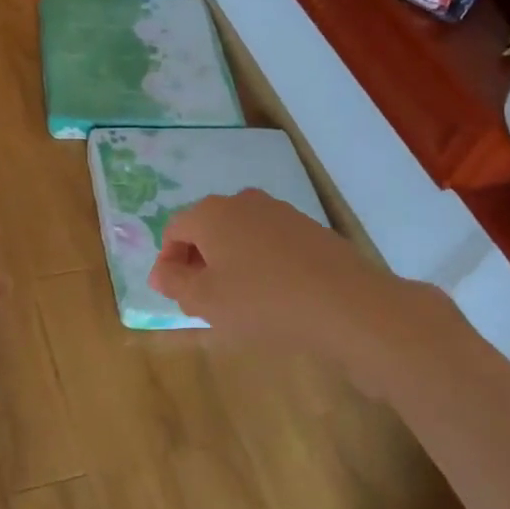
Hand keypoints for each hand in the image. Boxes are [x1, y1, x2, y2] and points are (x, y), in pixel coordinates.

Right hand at [147, 190, 462, 400]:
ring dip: (230, 263)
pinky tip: (273, 296)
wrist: (349, 306)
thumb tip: (160, 272)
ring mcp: (280, 212)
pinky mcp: (309, 229)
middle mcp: (243, 202)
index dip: (168, 264)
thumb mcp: (205, 300)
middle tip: (203, 301)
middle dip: (198, 263)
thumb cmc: (264, 302)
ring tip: (239, 302)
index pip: (174, 231)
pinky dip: (260, 264)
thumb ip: (174, 283)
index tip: (175, 296)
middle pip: (207, 229)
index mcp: (212, 213)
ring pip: (239, 236)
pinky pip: (269, 243)